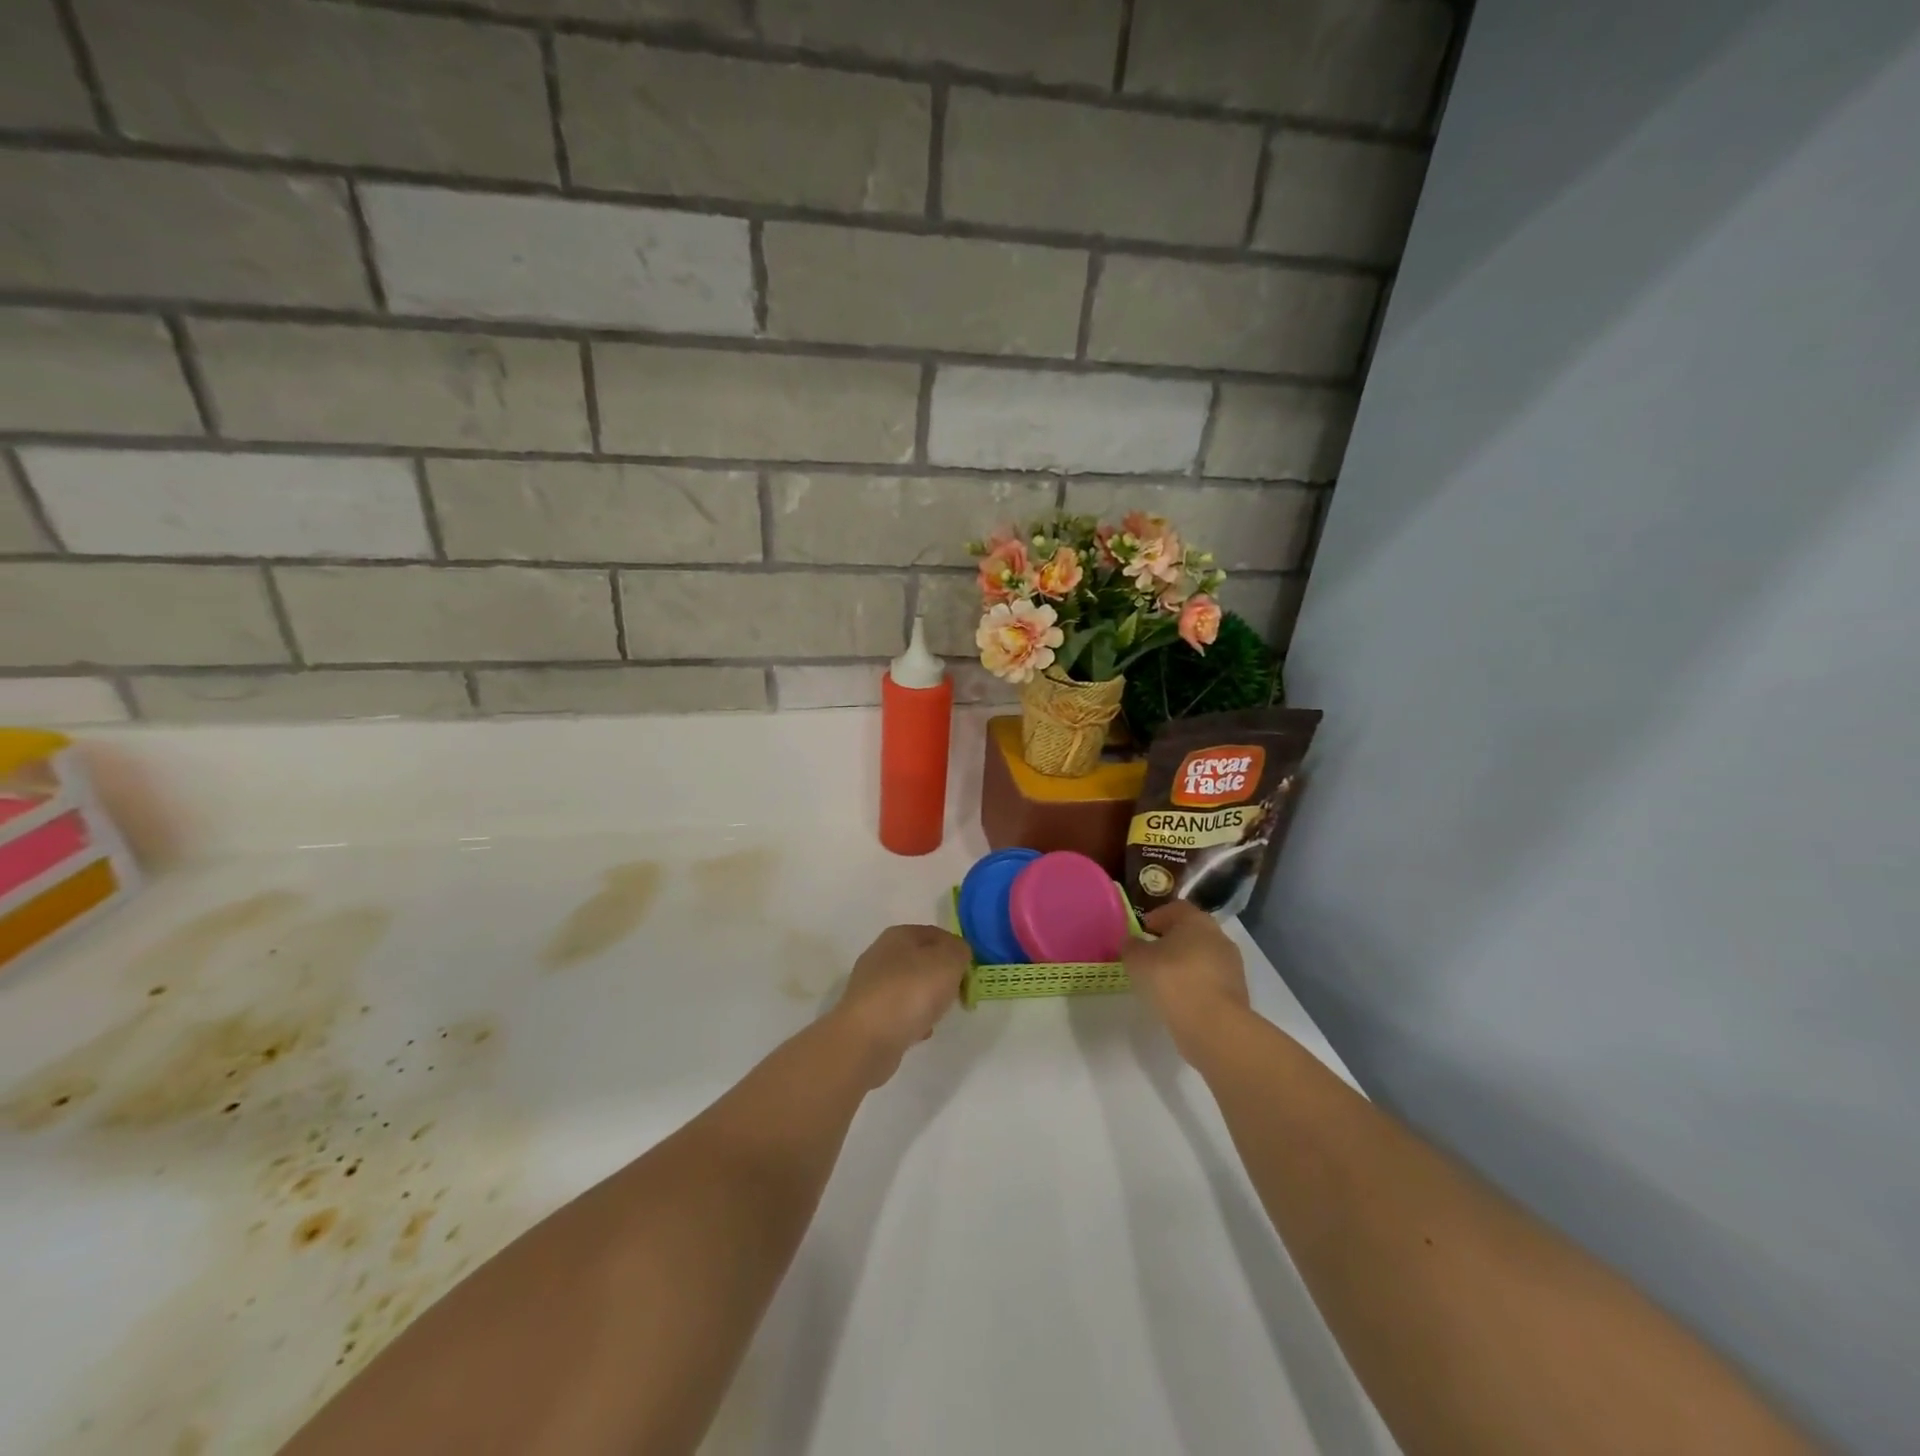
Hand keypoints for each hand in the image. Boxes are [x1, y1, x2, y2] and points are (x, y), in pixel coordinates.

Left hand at [832, 925, 970, 1085]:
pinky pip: (898, 1012)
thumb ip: (959, 951)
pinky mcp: (867, 1015)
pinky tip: (919, 1032)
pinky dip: (911, 1020)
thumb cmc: (911, 992)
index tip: (969, 970)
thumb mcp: (948, 961)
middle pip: (921, 960)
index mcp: (898, 935)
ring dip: (927, 999)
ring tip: (938, 1015)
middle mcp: (880, 955)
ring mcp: (871, 986)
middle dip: (941, 976)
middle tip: (956, 993)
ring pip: (910, 986)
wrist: (867, 1039)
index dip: (956, 949)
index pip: (935, 933)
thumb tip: (957, 953)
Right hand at [1123, 902, 1250, 1063]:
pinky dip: (1195, 986)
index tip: (1141, 932)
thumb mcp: (1138, 960)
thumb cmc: (1172, 979)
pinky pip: (1210, 981)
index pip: (1175, 908)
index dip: (1156, 917)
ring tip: (1163, 983)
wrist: (1214, 1025)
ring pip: (1202, 958)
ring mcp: (1231, 965)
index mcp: (1196, 920)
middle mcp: (1218, 936)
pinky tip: (1180, 1000)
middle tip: (1150, 956)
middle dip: (1171, 942)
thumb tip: (1132, 942)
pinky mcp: (1237, 993)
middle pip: (1191, 932)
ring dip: (1184, 965)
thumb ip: (1131, 947)